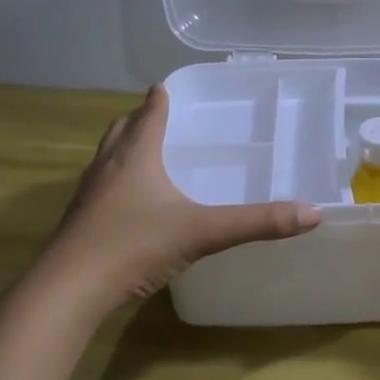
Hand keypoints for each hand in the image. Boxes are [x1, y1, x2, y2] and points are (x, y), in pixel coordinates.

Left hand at [46, 86, 320, 305]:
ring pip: (106, 159)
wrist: (67, 292)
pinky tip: (132, 205)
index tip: (167, 87)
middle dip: (139, 120)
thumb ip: (257, 222)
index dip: (160, 99)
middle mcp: (107, 168)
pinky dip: (116, 182)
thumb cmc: (133, 247)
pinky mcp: (79, 223)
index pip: (148, 114)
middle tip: (160, 118)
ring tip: (147, 155)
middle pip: (121, 130)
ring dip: (124, 149)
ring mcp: (87, 196)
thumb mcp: (202, 232)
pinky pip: (100, 189)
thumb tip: (312, 212)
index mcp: (135, 157)